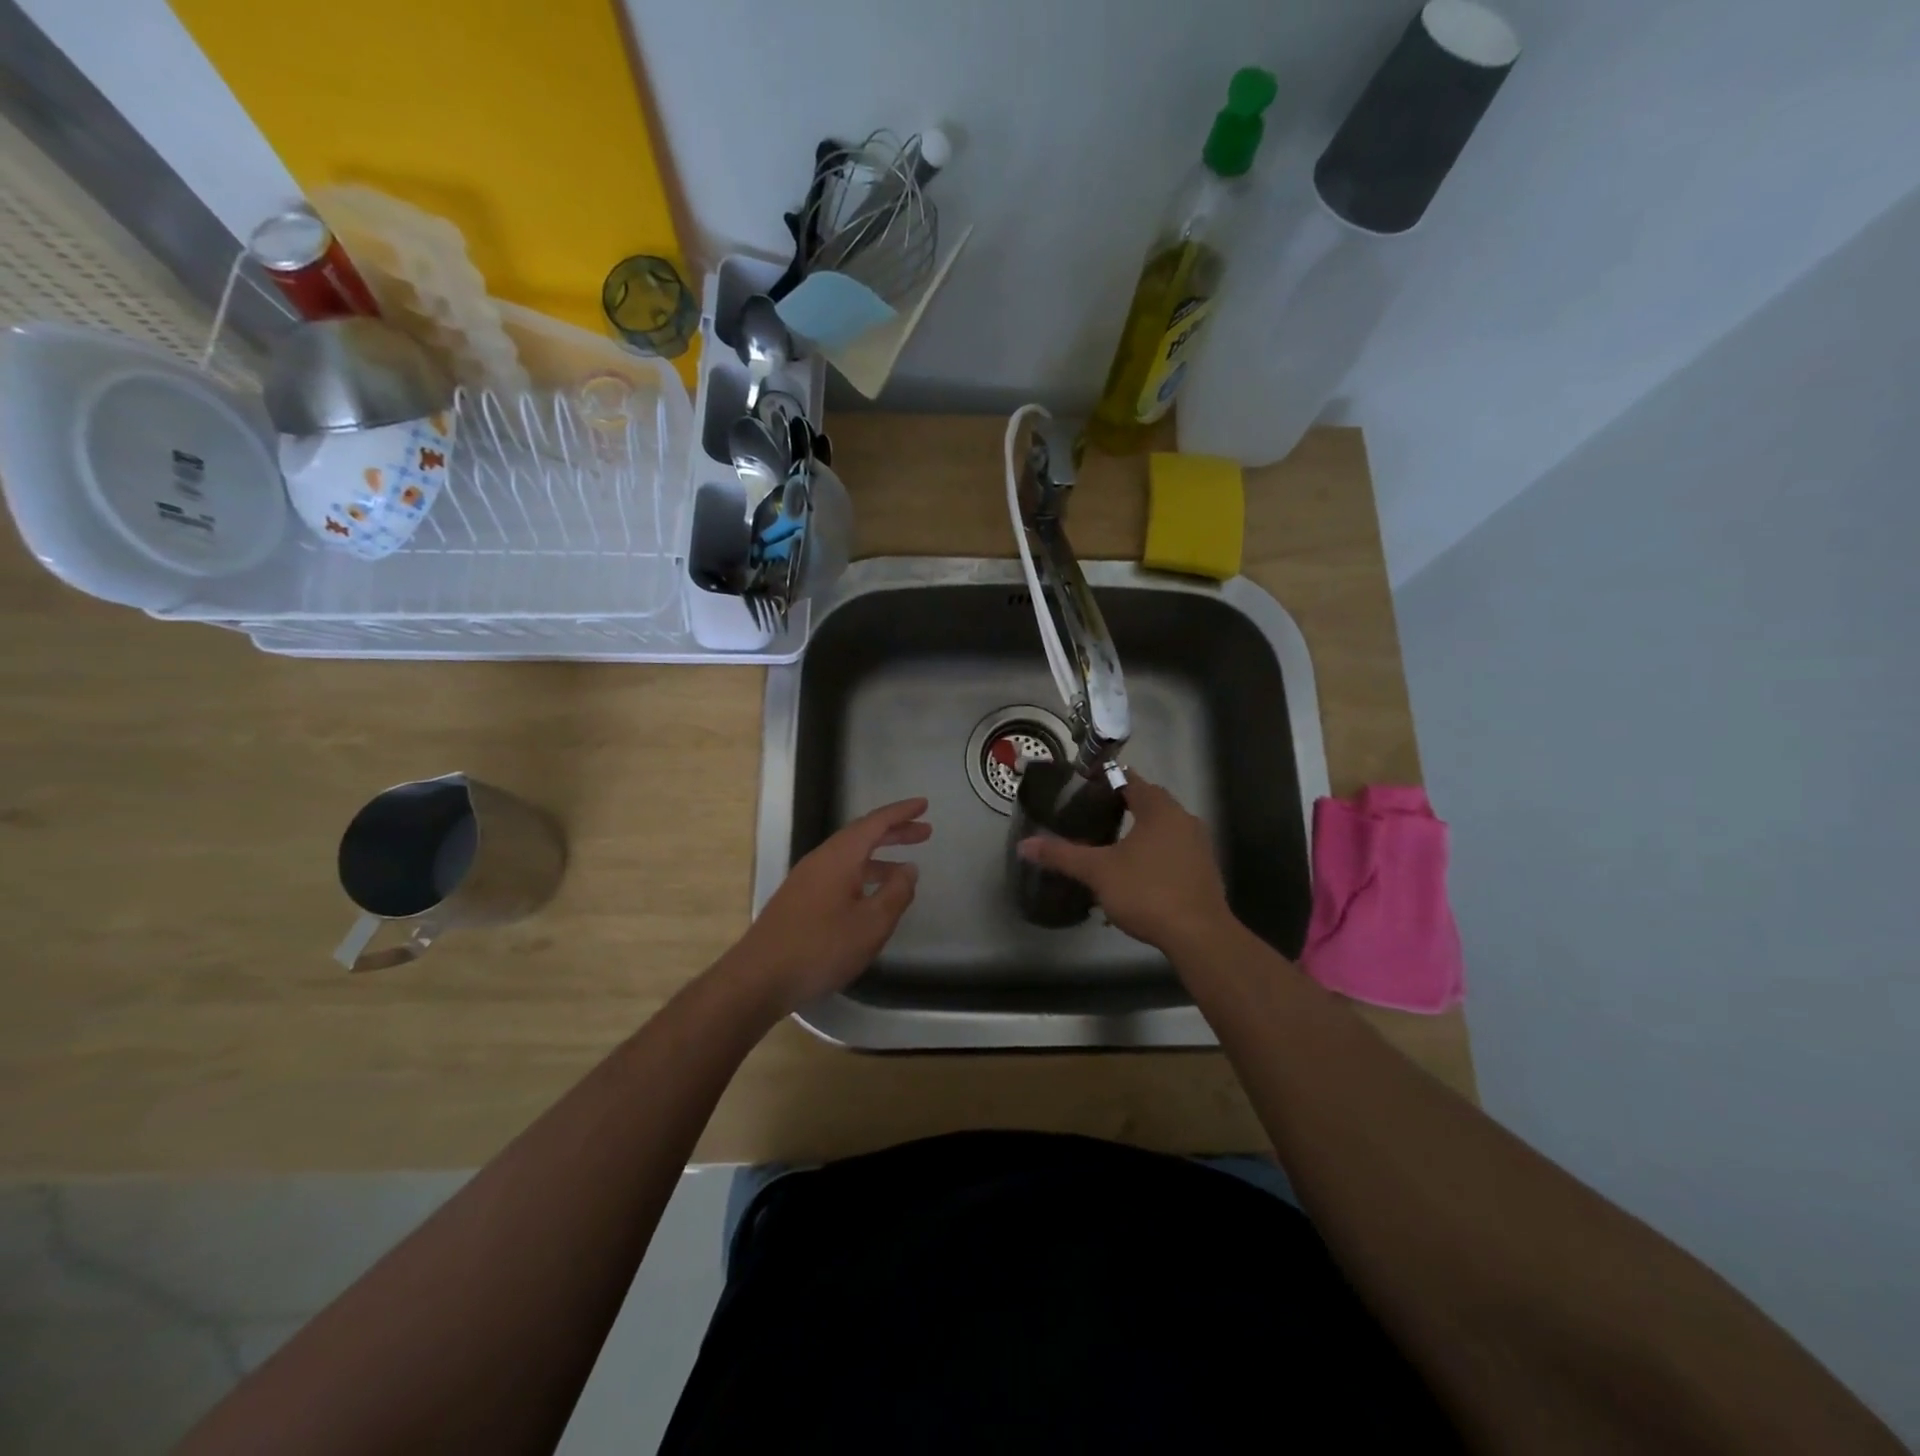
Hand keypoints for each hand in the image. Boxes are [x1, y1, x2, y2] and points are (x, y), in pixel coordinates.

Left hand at [727, 797, 930, 1011]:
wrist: (758, 978)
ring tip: (906, 869)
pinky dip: (863, 874)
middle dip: (894, 832)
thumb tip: (909, 869)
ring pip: (850, 856)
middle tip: (925, 833)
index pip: (875, 823)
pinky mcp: (799, 899)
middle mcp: (821, 859)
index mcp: (839, 856)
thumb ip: (896, 894)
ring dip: (879, 857)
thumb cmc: (820, 948)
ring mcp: (807, 879)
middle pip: (861, 835)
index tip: (924, 804)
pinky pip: (839, 873)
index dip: (901, 812)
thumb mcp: (871, 924)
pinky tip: (872, 896)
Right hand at [1017, 773, 1230, 952]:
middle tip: (1093, 817)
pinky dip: (1156, 854)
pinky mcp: (1205, 870)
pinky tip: (1138, 875)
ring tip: (1112, 847)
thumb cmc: (1147, 892)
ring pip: (1164, 828)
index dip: (1107, 782)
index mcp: (1159, 810)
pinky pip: (1175, 851)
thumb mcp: (1098, 872)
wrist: (1198, 935)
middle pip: (1150, 803)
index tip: (1085, 790)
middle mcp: (1184, 819)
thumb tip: (1023, 845)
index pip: (1131, 781)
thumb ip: (1062, 855)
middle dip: (1124, 807)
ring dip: (1141, 833)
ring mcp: (1199, 845)